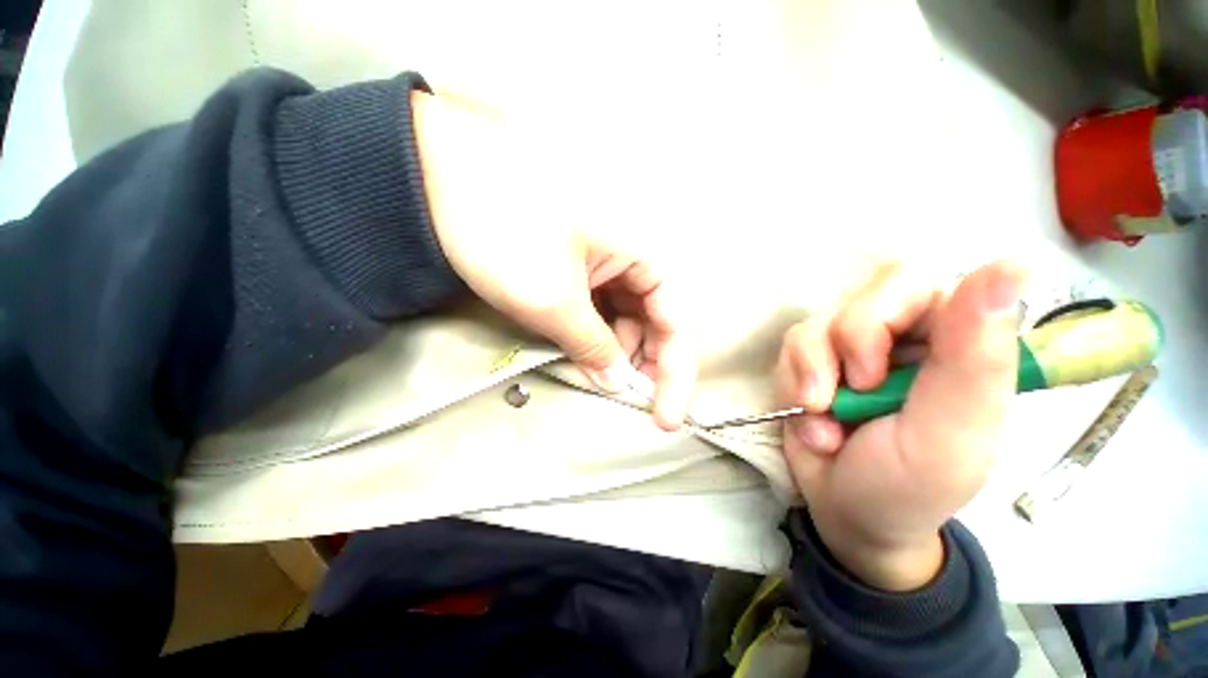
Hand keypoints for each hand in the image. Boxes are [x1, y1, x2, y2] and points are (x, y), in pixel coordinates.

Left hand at [412, 92, 694, 429]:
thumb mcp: (553, 302)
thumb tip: (617, 382)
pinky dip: (597, 335)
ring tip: (597, 377)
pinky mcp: (582, 265)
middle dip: (645, 363)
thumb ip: (594, 347)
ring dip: (618, 351)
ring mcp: (607, 260)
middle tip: (628, 402)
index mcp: (644, 253)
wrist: (445, 177)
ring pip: (628, 317)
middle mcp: (634, 255)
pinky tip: (583, 353)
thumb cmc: (505, 234)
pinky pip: (603, 307)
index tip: (665, 419)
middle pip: (655, 321)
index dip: (675, 374)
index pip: (677, 323)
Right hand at [775, 261, 1025, 589]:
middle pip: (857, 298)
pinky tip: (811, 421)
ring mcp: (850, 348)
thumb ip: (976, 357)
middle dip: (841, 349)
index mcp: (954, 342)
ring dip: (810, 375)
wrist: (847, 511)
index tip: (873, 372)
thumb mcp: (950, 433)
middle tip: (850, 394)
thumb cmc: (910, 485)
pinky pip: (789, 350)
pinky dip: (792, 386)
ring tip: (824, 421)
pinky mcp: (811, 363)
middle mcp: (901, 335)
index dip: (880, 314)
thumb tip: (1011, 265)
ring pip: (814, 326)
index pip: (914, 283)